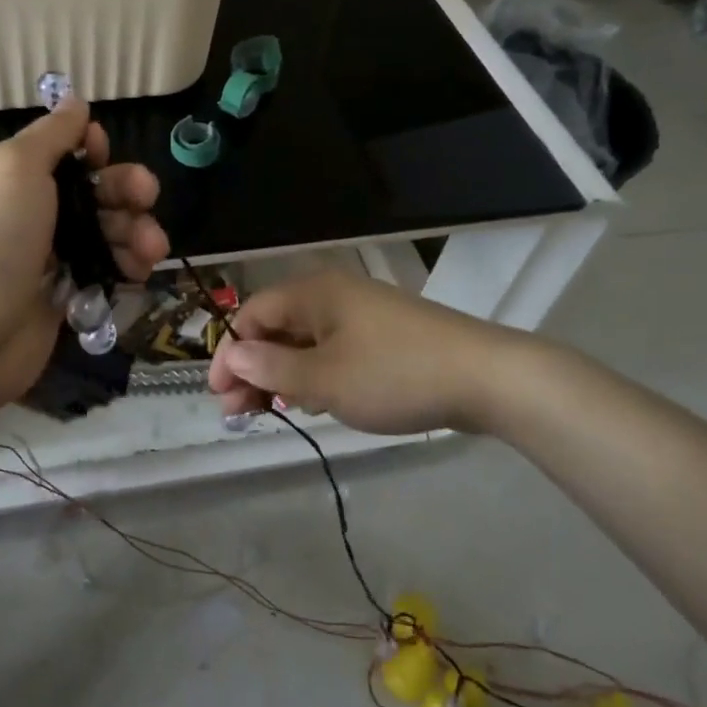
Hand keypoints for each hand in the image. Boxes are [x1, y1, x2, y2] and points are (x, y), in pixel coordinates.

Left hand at [0, 97, 167, 415]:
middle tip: (148, 197)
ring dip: (134, 232)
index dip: (88, 150)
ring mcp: (39, 258)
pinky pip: (101, 272)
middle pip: (87, 191)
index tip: (104, 154)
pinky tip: (140, 273)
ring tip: (152, 248)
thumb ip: (51, 134)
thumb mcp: (14, 166)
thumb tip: (75, 101)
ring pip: (101, 233)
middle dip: (123, 190)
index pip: (55, 152)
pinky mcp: (58, 297)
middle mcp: (19, 212)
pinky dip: (124, 268)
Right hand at [208, 273, 529, 436]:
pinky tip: (312, 402)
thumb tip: (231, 355)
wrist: (486, 378)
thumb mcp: (324, 379)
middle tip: (238, 413)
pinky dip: (314, 375)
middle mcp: (333, 295)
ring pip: (305, 342)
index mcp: (314, 293)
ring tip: (270, 412)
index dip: (230, 352)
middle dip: (253, 369)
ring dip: (281, 375)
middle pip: (277, 328)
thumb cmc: (394, 374)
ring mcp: (361, 315)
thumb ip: (272, 367)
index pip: (253, 314)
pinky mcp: (384, 337)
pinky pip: (333, 351)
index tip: (220, 394)